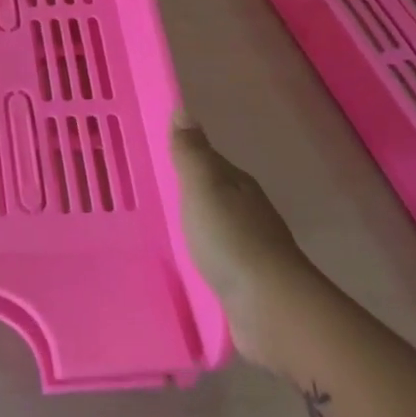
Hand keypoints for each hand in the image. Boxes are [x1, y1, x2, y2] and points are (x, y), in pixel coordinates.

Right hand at [170, 115, 323, 368]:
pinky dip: (197, 255)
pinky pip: (213, 258)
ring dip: (191, 224)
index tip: (151, 156)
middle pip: (211, 193)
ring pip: (212, 226)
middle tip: (145, 190)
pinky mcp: (242, 281)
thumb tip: (183, 109)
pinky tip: (179, 261)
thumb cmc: (231, 239)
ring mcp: (246, 247)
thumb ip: (191, 153)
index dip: (183, 155)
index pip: (207, 161)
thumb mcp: (204, 187)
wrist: (270, 307)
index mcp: (237, 185)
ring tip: (156, 226)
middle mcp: (246, 211)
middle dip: (184, 190)